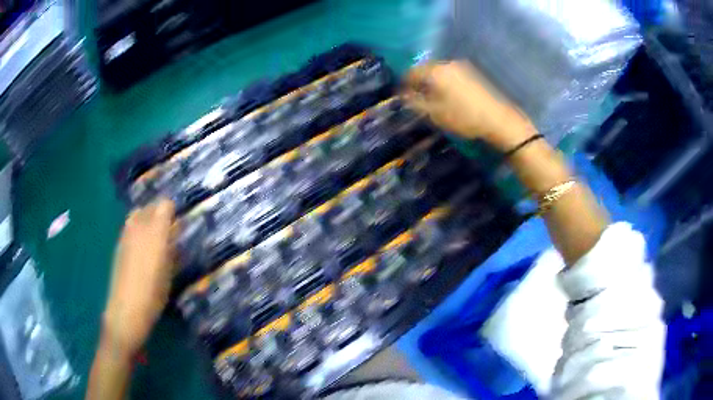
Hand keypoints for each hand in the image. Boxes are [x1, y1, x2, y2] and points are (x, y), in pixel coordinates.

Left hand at [102, 199, 175, 357]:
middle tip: (168, 232)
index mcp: (155, 232)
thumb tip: (174, 237)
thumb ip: (172, 250)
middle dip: (160, 213)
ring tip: (154, 239)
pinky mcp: (119, 243)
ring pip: (137, 213)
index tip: (178, 226)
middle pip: (150, 206)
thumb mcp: (169, 273)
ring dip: (147, 220)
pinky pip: (129, 226)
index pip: (165, 205)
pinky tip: (141, 249)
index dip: (173, 212)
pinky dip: (137, 230)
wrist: (127, 308)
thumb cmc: (154, 294)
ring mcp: (126, 233)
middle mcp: (139, 226)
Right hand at [403, 61, 535, 151]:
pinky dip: (445, 83)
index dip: (403, 84)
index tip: (401, 96)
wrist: (498, 119)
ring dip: (432, 82)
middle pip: (426, 70)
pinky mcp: (473, 73)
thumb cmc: (463, 117)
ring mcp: (462, 67)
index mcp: (436, 71)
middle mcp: (448, 64)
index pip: (411, 72)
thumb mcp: (434, 114)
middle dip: (419, 83)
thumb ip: (415, 103)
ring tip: (432, 99)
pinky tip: (448, 96)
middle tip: (416, 98)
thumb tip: (403, 96)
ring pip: (439, 72)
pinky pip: (451, 75)